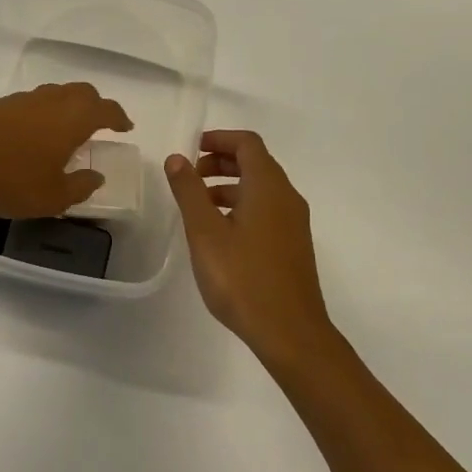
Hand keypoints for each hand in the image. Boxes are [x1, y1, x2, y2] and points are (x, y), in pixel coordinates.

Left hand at [0, 83, 132, 217]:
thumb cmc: (12, 177)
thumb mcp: (53, 196)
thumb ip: (80, 186)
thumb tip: (96, 176)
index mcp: (74, 118)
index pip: (106, 110)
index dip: (118, 117)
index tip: (125, 127)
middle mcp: (52, 101)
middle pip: (81, 93)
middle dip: (94, 105)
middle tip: (99, 123)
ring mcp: (22, 100)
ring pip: (54, 95)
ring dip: (65, 108)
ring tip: (65, 130)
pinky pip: (30, 104)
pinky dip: (40, 115)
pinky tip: (31, 136)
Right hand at [165, 131, 333, 369]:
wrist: (290, 332)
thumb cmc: (243, 278)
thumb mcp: (205, 232)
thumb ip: (189, 191)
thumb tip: (177, 158)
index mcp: (268, 186)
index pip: (247, 144)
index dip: (219, 139)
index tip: (192, 149)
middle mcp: (287, 197)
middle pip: (256, 163)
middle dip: (222, 161)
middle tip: (191, 175)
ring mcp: (294, 222)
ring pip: (261, 188)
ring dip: (230, 186)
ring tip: (199, 205)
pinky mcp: (294, 245)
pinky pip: (267, 210)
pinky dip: (242, 206)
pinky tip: (221, 233)